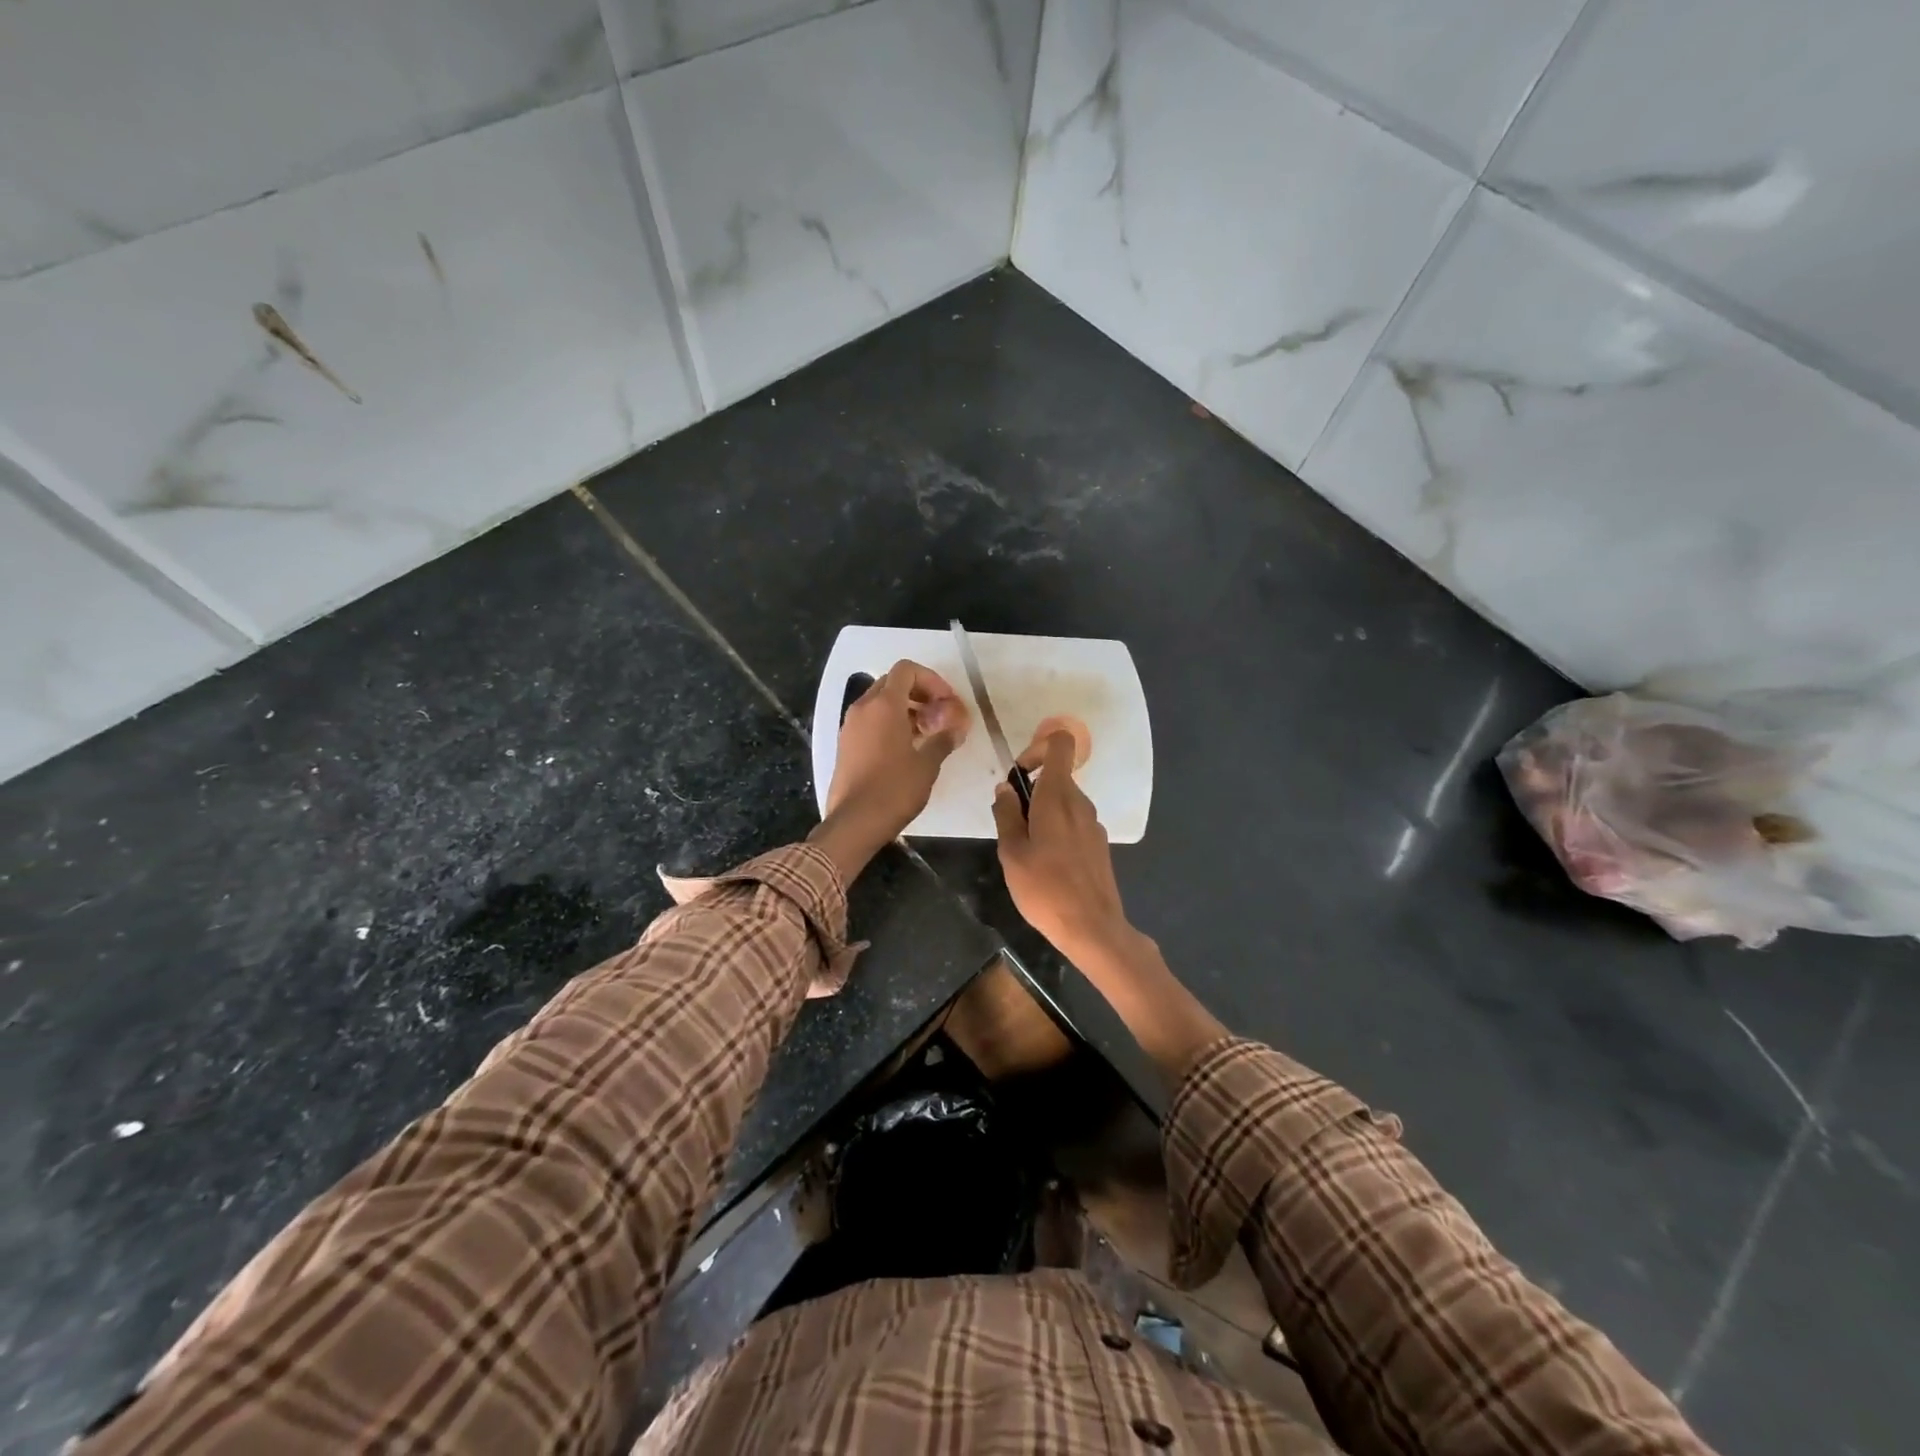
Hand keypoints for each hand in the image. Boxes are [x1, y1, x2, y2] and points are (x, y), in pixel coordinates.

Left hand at [813, 660, 969, 878]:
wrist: (854, 822)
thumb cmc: (894, 789)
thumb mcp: (927, 764)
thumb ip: (943, 740)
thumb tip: (956, 729)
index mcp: (883, 705)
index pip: (907, 670)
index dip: (931, 680)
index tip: (947, 702)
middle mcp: (863, 708)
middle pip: (893, 683)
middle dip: (919, 694)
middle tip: (939, 716)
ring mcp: (850, 726)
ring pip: (880, 702)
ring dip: (906, 709)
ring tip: (927, 734)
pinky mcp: (845, 745)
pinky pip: (870, 721)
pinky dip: (890, 724)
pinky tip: (907, 749)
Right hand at [994, 729, 1226, 1083]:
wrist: (1092, 928)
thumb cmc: (1045, 888)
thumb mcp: (1012, 852)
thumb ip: (1006, 814)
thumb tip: (1005, 788)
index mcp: (1058, 797)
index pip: (1060, 744)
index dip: (1037, 747)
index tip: (1018, 774)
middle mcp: (1080, 803)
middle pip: (1057, 777)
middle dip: (1031, 791)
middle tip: (1010, 825)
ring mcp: (1094, 824)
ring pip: (1063, 802)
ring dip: (1042, 814)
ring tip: (1025, 850)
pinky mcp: (1099, 844)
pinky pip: (1073, 823)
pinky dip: (1057, 830)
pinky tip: (1046, 864)